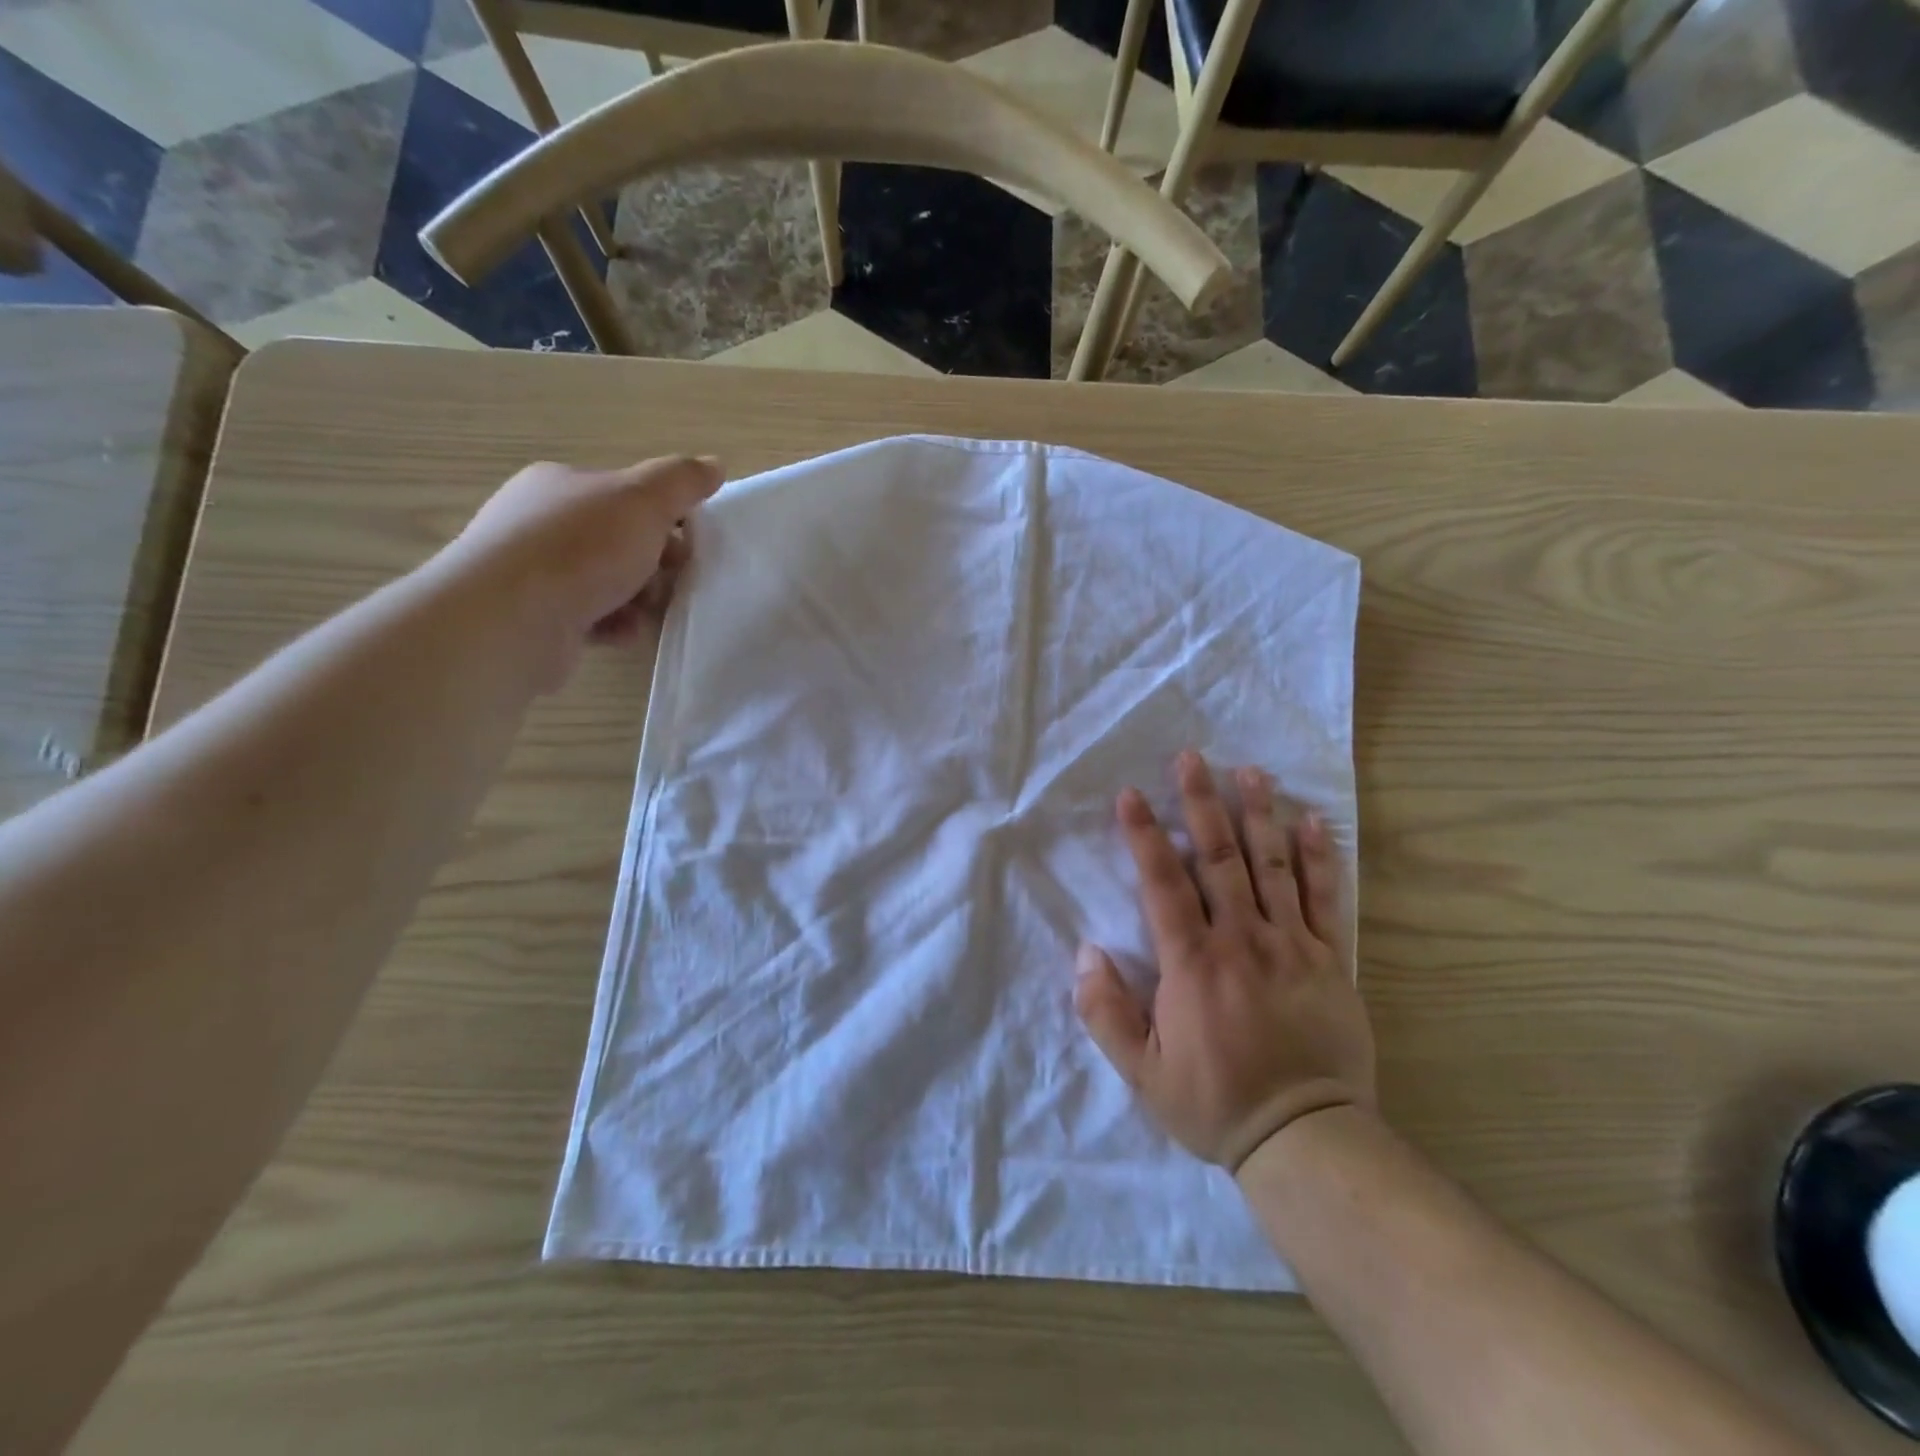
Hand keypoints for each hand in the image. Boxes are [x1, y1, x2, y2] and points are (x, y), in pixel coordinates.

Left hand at [438, 456, 723, 686]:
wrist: (510, 620)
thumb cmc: (580, 550)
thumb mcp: (643, 501)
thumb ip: (681, 481)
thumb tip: (714, 465)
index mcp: (561, 484)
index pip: (625, 493)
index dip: (665, 515)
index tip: (690, 542)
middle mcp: (542, 522)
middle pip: (620, 540)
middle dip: (654, 562)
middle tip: (673, 579)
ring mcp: (535, 572)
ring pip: (609, 582)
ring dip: (639, 598)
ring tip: (647, 611)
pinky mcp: (536, 616)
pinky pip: (592, 617)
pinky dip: (615, 624)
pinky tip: (622, 632)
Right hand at [1075, 751, 1375, 1172]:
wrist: (1307, 1139)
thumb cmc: (1216, 1103)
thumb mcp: (1142, 1073)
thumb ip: (1106, 1013)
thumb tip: (1084, 953)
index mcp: (1192, 963)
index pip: (1163, 884)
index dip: (1144, 835)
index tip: (1130, 794)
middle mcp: (1241, 940)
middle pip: (1218, 858)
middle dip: (1201, 803)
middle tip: (1191, 757)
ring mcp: (1291, 945)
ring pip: (1272, 866)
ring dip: (1258, 814)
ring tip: (1249, 770)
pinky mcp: (1330, 960)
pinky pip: (1325, 898)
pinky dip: (1318, 857)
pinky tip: (1312, 820)